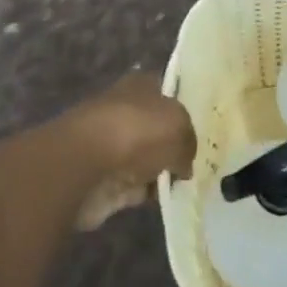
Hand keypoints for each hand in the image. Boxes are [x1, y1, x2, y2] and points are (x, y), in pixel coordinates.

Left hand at [61, 74, 195, 230]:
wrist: (85, 166)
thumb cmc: (136, 131)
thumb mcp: (179, 126)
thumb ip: (189, 141)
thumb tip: (184, 162)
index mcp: (140, 85)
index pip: (165, 90)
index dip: (182, 105)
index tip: (201, 126)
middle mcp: (125, 111)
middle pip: (155, 126)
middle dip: (172, 142)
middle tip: (197, 159)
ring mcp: (112, 147)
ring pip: (145, 158)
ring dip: (160, 171)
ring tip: (188, 184)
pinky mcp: (104, 180)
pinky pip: (135, 187)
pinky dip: (147, 194)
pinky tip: (167, 202)